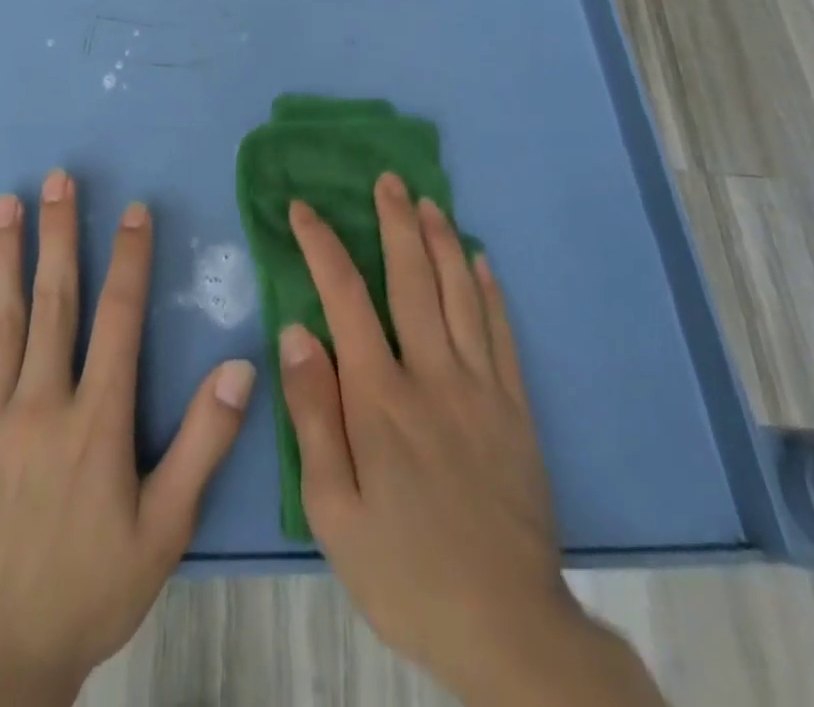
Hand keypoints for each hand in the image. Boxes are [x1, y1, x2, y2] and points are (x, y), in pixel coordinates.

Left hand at [0, 169, 257, 705]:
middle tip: (60, 178)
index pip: (120, 319)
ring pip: (1, 319)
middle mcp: (43, 401)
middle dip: (61, 234)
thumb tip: (240, 368)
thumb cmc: (91, 591)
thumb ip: (203, 444)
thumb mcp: (165, 530)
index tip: (135, 211)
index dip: (130, 259)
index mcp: (98, 420)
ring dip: (5, 255)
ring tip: (7, 202)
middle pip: (56, 300)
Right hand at [280, 175, 665, 706]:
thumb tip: (297, 331)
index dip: (322, 245)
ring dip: (442, 241)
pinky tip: (480, 262)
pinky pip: (501, 333)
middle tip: (388, 179)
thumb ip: (313, 413)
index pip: (345, 297)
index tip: (303, 209)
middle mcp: (432, 376)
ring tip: (429, 202)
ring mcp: (482, 389)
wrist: (511, 632)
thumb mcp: (334, 508)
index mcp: (380, 397)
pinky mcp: (516, 411)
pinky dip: (489, 290)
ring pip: (460, 294)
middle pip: (411, 279)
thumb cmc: (405, 571)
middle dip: (395, 222)